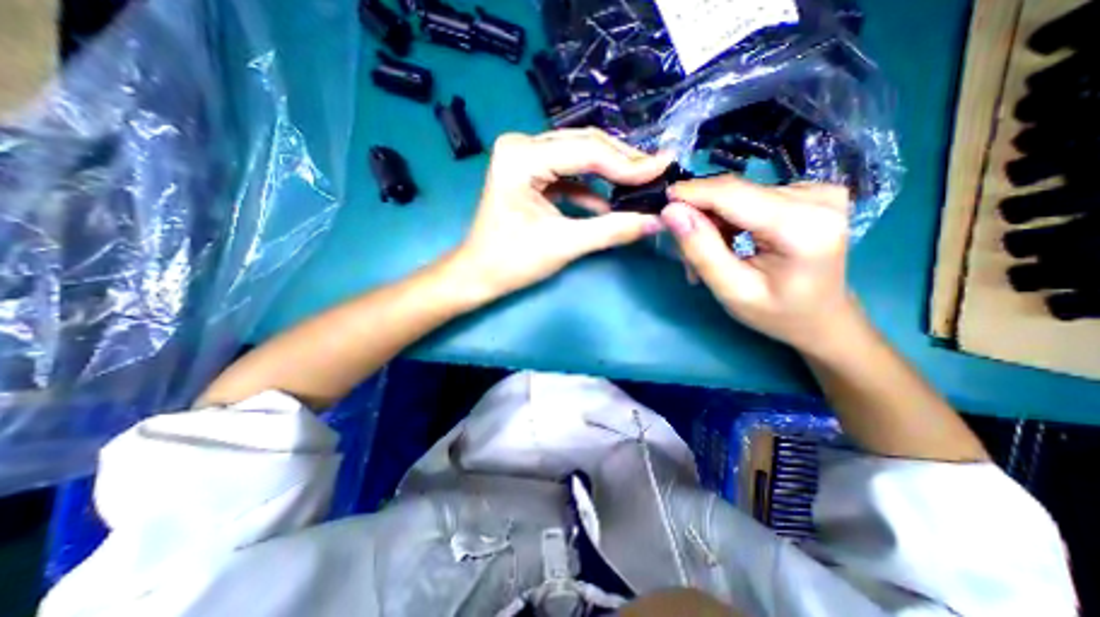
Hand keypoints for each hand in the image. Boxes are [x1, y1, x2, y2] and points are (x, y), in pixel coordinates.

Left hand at [451, 129, 676, 300]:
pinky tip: (611, 201)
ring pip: (579, 156)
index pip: (587, 152)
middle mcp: (522, 146)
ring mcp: (525, 159)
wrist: (479, 274)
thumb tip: (655, 221)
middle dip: (622, 162)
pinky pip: (569, 174)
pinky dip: (591, 187)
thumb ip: (611, 230)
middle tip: (657, 172)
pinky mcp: (531, 174)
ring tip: (640, 184)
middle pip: (584, 145)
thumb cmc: (512, 261)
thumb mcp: (564, 245)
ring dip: (610, 171)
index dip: (628, 163)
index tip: (665, 167)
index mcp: (522, 156)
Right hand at [660, 176, 857, 354]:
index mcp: (803, 226)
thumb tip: (670, 212)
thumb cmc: (777, 313)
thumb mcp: (732, 290)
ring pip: (738, 195)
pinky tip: (727, 243)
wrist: (822, 317)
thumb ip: (701, 250)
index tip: (661, 204)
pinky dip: (729, 219)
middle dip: (700, 217)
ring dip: (713, 222)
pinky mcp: (809, 192)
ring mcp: (816, 190)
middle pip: (734, 193)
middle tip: (684, 251)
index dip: (692, 194)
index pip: (733, 194)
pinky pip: (750, 197)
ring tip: (705, 255)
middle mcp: (816, 197)